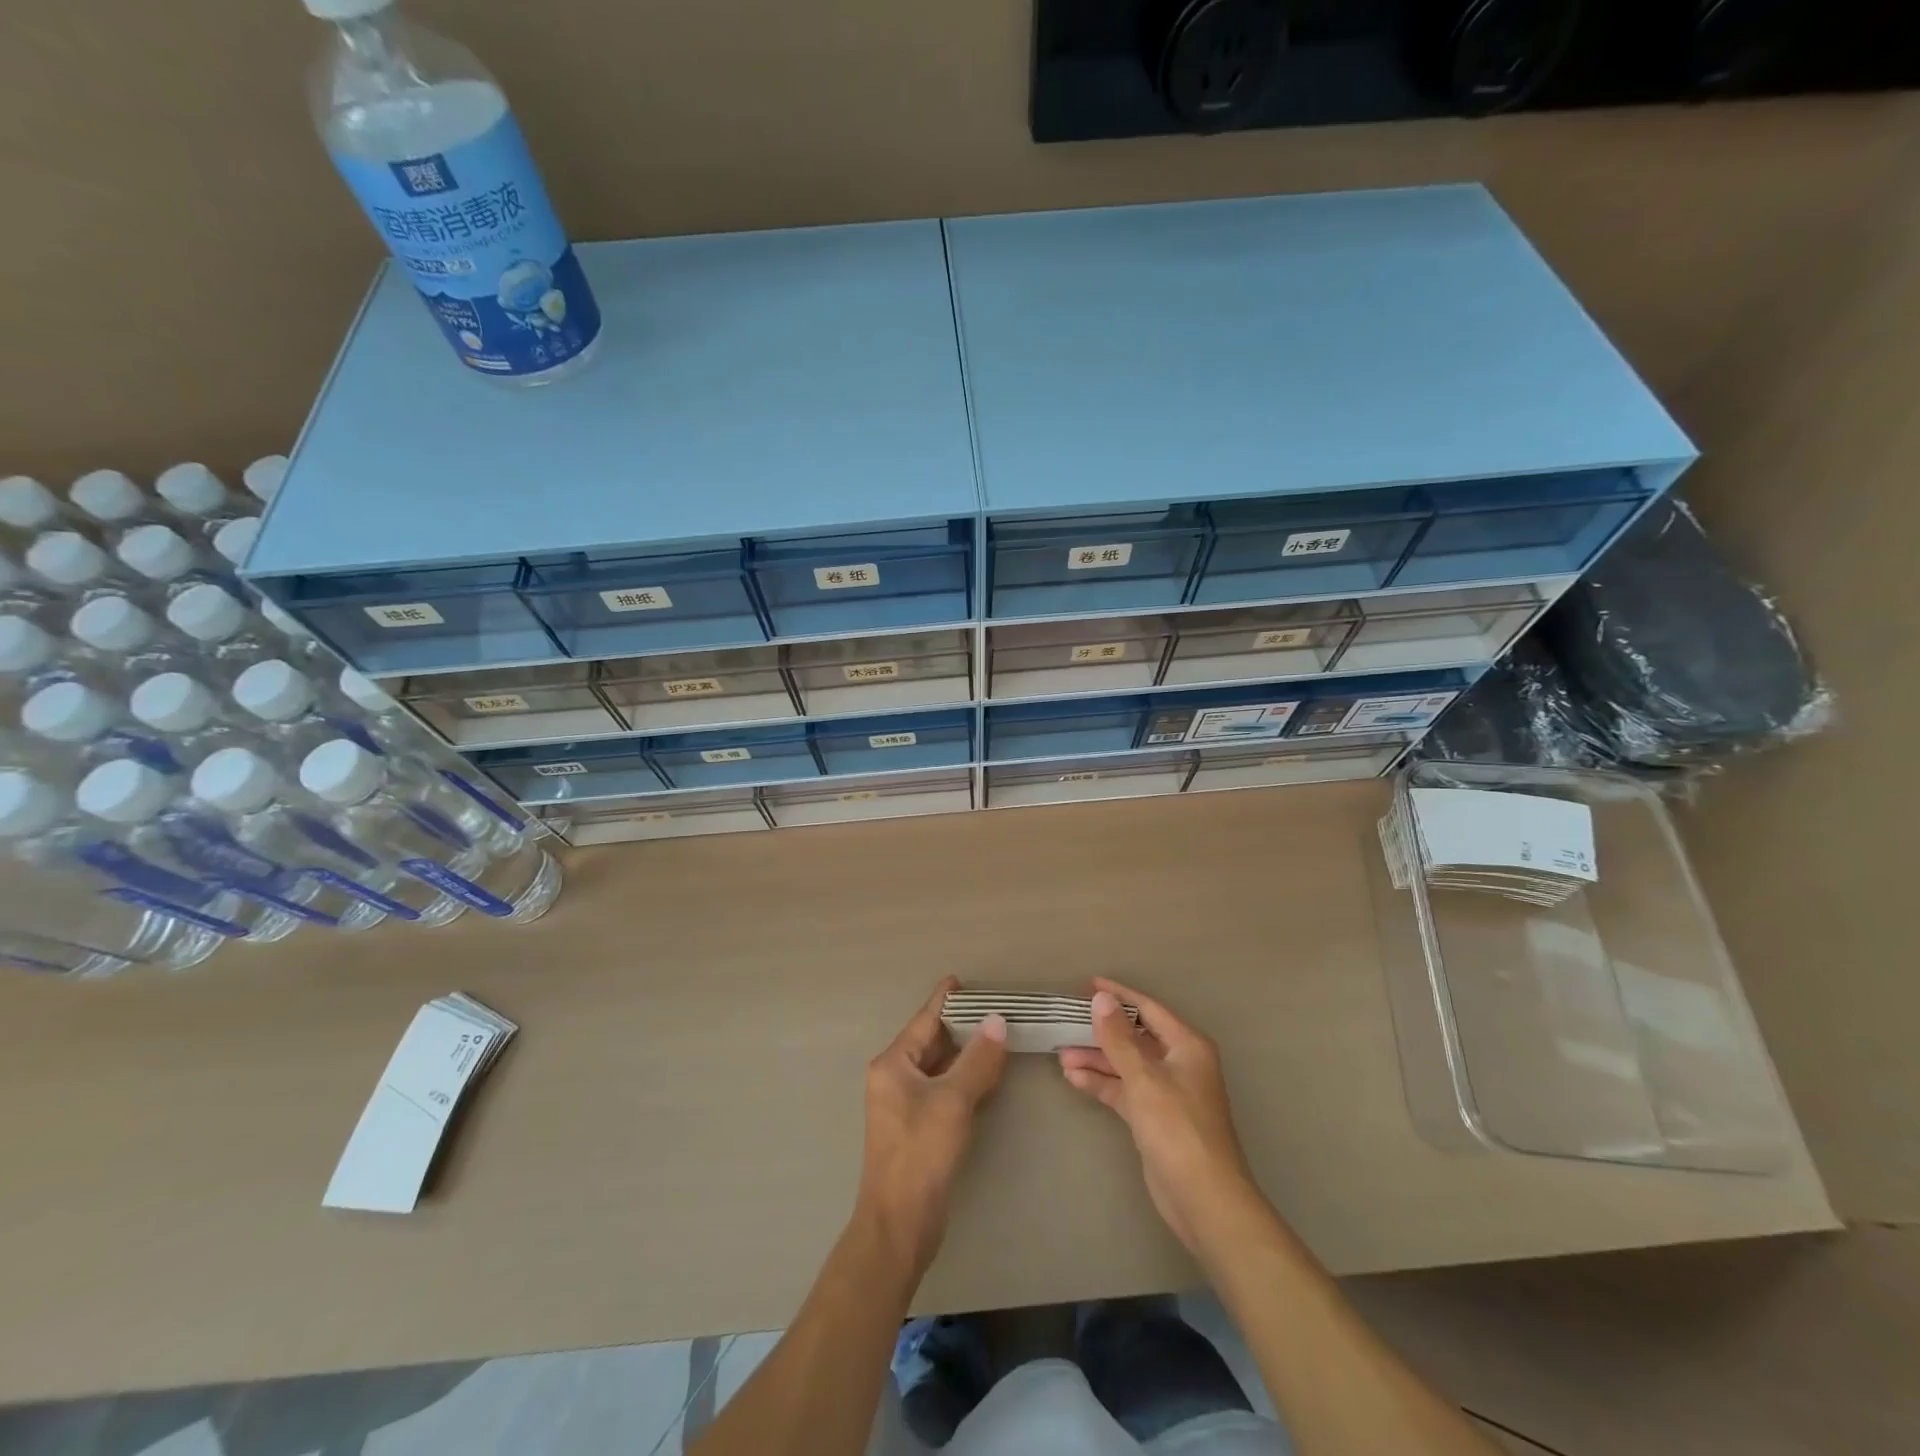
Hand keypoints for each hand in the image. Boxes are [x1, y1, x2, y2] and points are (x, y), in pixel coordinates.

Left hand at [856, 977, 1007, 1278]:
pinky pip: (942, 1089)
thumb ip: (977, 1060)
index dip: (945, 999)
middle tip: (993, 1009)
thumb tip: (997, 1021)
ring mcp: (904, 1104)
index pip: (924, 1019)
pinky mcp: (917, 1127)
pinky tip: (986, 1076)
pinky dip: (962, 1077)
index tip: (962, 980)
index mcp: (893, 1064)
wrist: (899, 1223)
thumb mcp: (953, 1101)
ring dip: (963, 1052)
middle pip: (929, 1040)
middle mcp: (894, 1078)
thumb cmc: (920, 1153)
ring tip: (995, 1035)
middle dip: (959, 1025)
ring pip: (937, 1066)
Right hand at [1059, 977, 1258, 1254]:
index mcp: (1186, 1046)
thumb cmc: (1177, 1128)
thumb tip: (1101, 999)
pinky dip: (1101, 1084)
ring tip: (1061, 1054)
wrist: (1203, 1198)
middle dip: (1101, 1032)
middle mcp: (1178, 1063)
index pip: (1148, 1009)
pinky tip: (1073, 1078)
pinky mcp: (1154, 1118)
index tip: (1088, 985)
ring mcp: (1166, 1092)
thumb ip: (1118, 1038)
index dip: (1119, 995)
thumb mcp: (1144, 1078)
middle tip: (1066, 1023)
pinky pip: (1124, 1090)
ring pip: (1126, 1065)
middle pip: (1134, 1037)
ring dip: (1096, 1059)